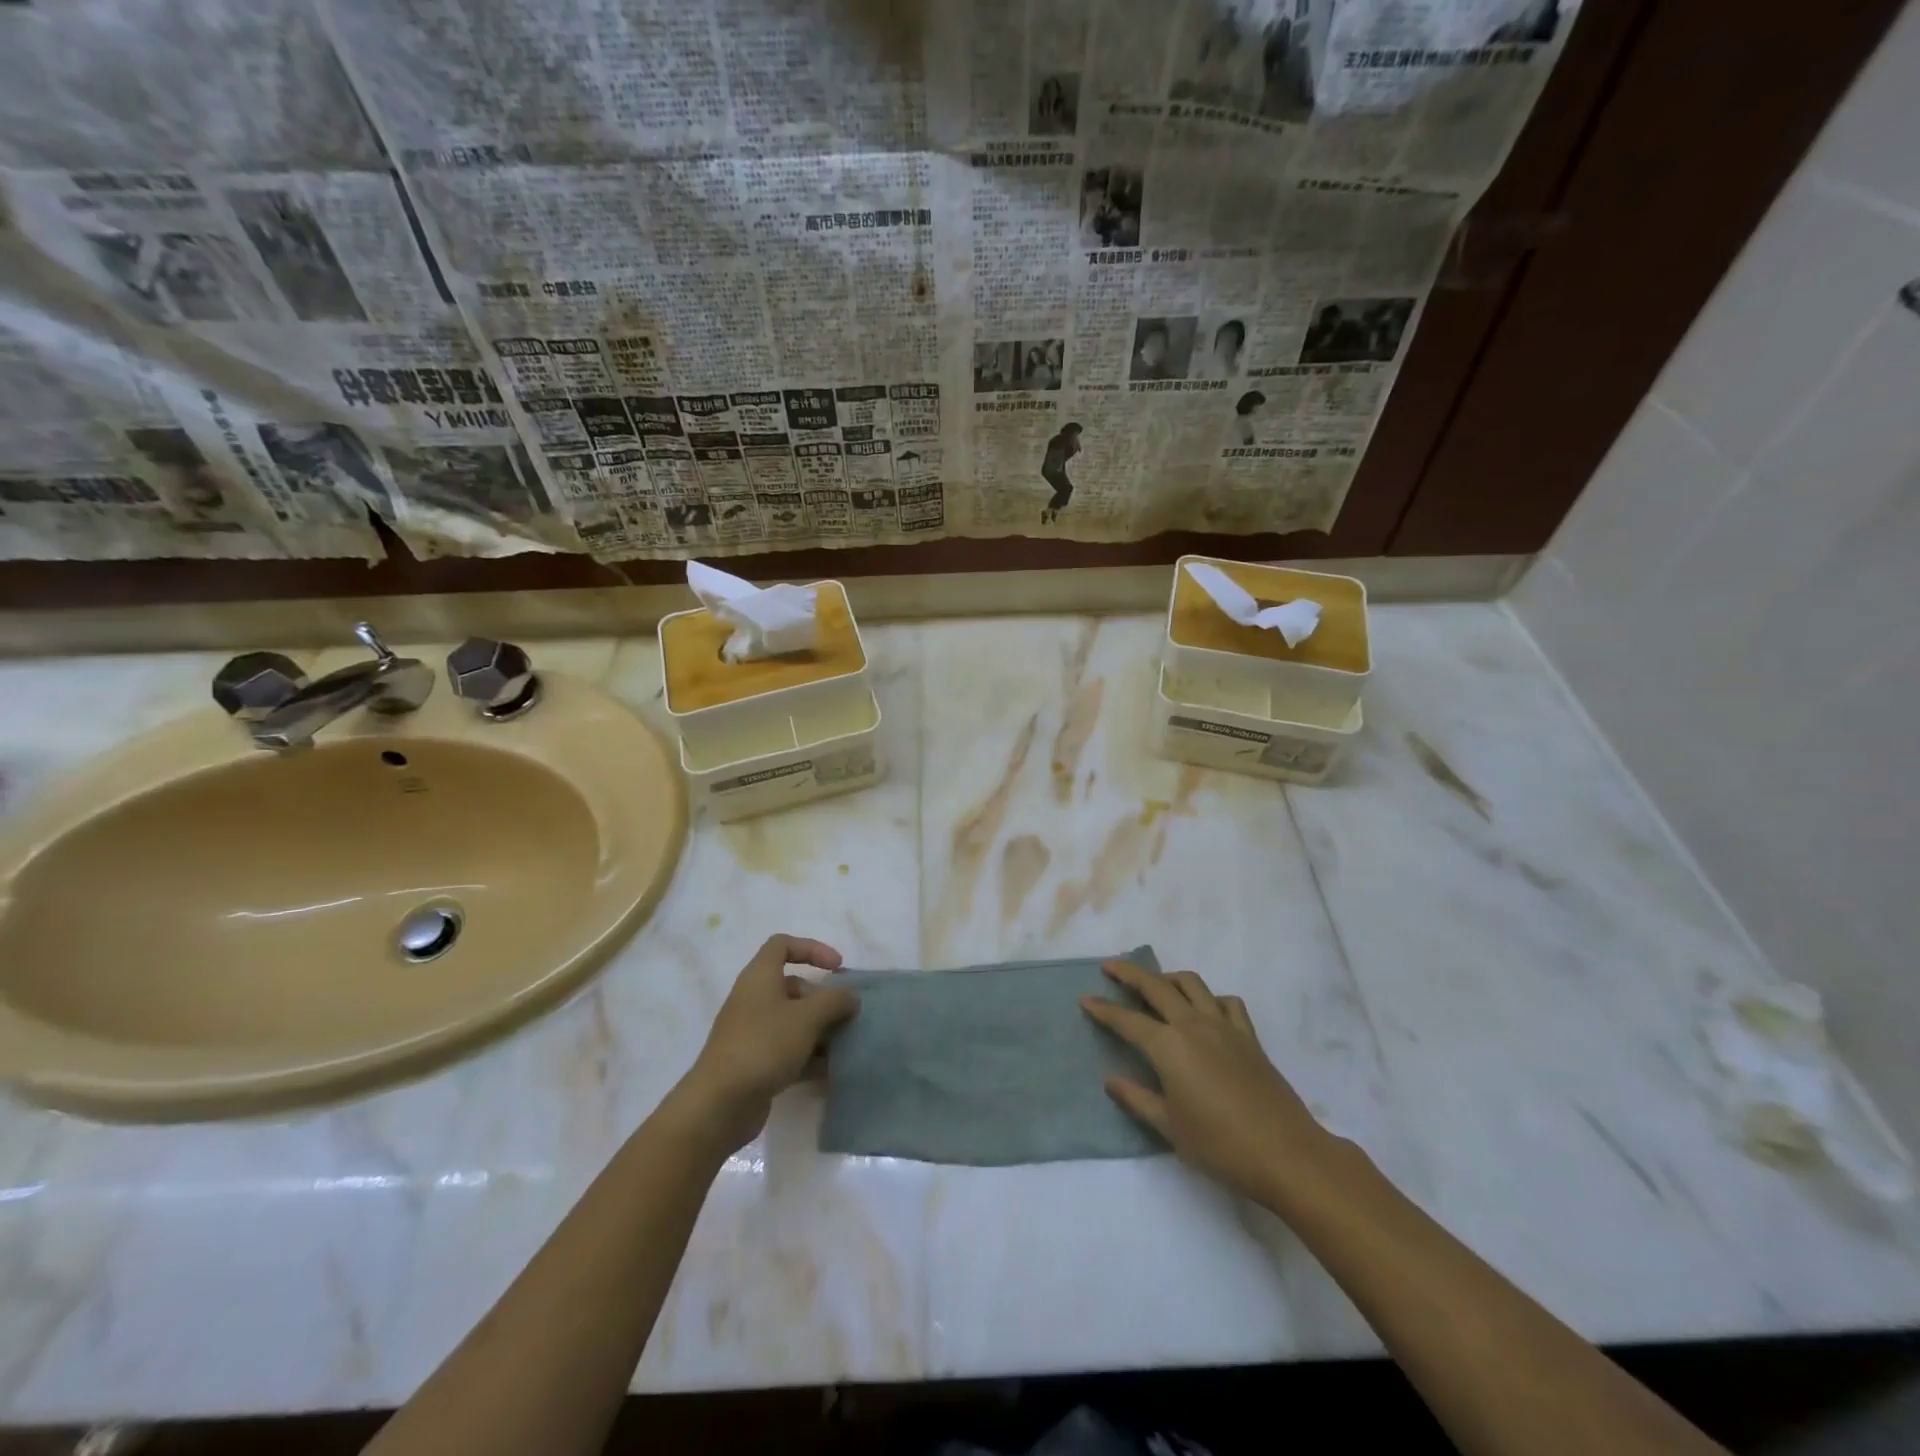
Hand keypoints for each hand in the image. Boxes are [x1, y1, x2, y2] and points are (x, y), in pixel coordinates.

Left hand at [681, 935, 858, 1148]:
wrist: (720, 1104)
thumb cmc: (764, 1045)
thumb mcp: (807, 1017)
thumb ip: (834, 1002)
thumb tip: (850, 998)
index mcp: (759, 977)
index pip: (783, 945)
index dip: (812, 948)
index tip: (837, 967)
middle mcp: (753, 1000)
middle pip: (792, 987)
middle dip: (822, 999)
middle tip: (845, 1016)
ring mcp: (752, 1033)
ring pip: (792, 1021)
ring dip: (819, 1030)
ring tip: (844, 1045)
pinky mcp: (754, 1063)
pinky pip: (787, 1050)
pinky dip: (808, 1056)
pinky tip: (829, 1071)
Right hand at [1081, 959, 1329, 1202]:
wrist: (1285, 1153)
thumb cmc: (1220, 1145)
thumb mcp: (1169, 1128)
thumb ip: (1137, 1099)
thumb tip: (1111, 1079)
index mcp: (1168, 1046)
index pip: (1127, 1020)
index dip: (1103, 1008)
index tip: (1085, 998)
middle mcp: (1192, 1025)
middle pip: (1156, 986)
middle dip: (1130, 974)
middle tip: (1111, 967)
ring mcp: (1224, 1026)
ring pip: (1192, 984)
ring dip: (1169, 977)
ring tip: (1156, 983)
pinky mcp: (1249, 1037)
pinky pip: (1227, 1003)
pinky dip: (1212, 998)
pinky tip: (1206, 1010)